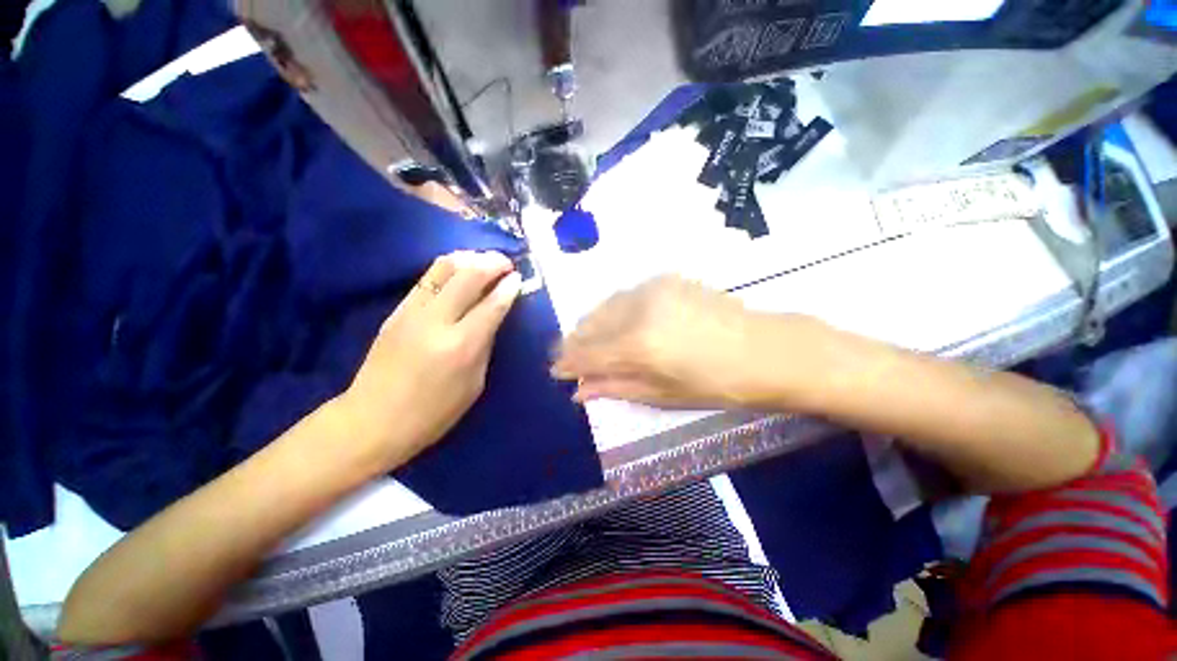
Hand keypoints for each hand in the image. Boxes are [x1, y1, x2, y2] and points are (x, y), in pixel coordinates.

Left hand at [339, 251, 521, 469]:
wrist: (372, 420)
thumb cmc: (433, 413)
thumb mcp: (474, 385)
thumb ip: (485, 345)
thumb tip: (493, 317)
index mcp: (461, 346)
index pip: (491, 305)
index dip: (508, 287)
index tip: (519, 277)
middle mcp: (436, 321)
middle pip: (468, 276)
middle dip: (492, 263)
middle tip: (506, 263)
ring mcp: (412, 312)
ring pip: (443, 268)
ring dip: (469, 258)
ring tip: (484, 261)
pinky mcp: (396, 311)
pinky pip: (427, 278)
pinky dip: (449, 268)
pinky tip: (460, 271)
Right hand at [552, 275, 785, 409]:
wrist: (766, 349)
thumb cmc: (718, 384)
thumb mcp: (663, 394)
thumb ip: (616, 387)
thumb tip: (579, 391)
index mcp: (639, 345)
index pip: (587, 353)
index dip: (568, 363)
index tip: (556, 371)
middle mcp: (639, 310)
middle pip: (590, 324)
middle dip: (575, 343)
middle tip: (570, 359)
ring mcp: (652, 289)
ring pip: (604, 306)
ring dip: (591, 325)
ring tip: (590, 342)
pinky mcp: (665, 279)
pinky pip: (625, 296)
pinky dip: (612, 311)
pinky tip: (616, 324)